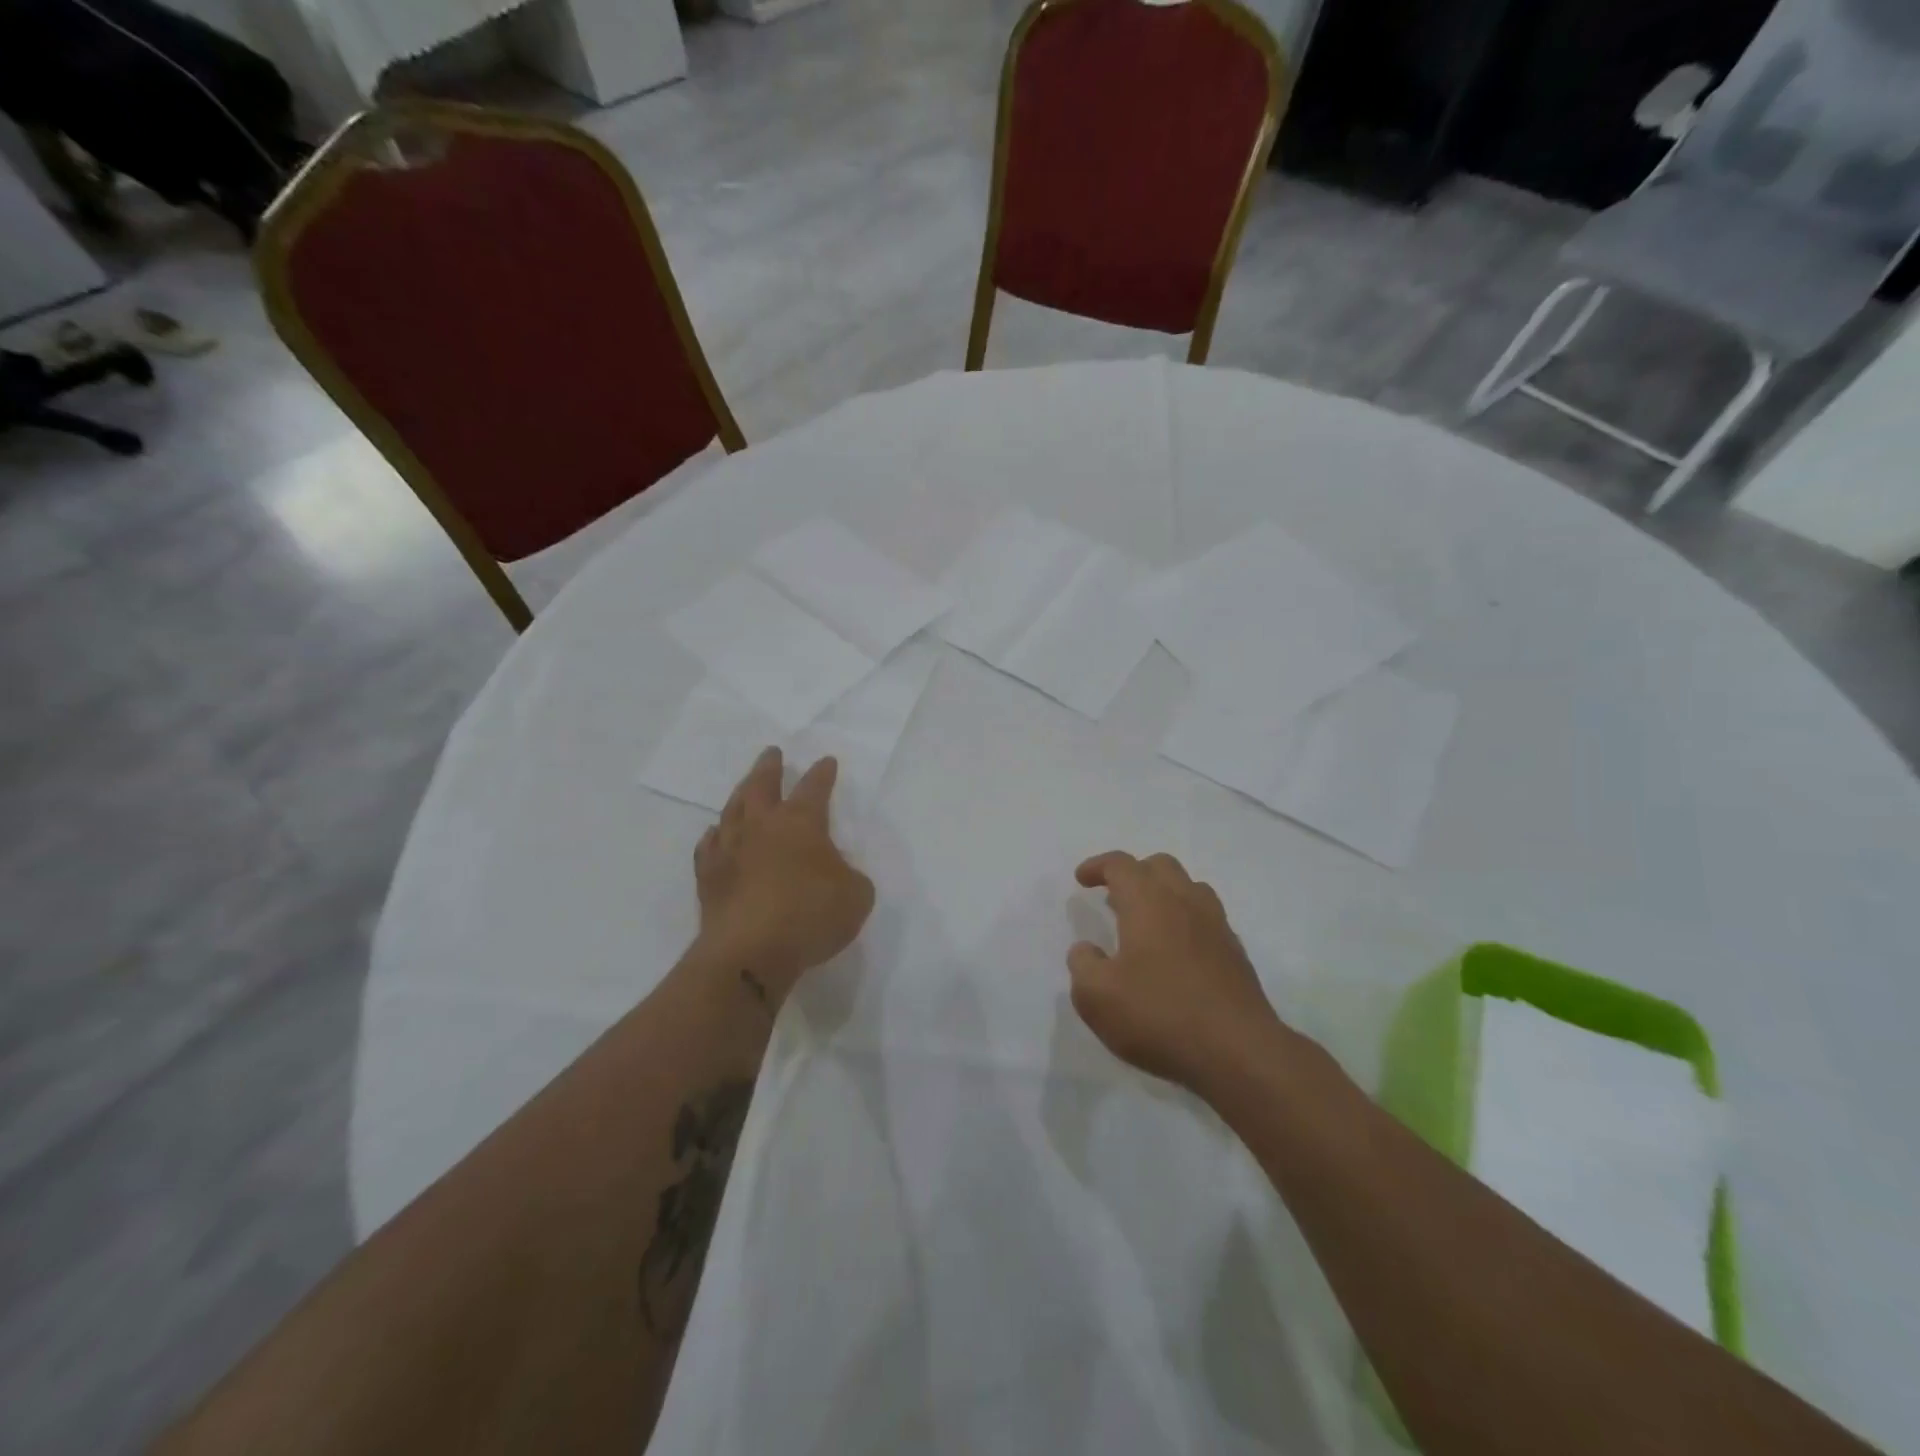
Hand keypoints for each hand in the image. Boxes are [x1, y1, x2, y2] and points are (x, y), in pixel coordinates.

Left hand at [694, 747, 874, 1003]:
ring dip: (740, 794)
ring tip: (744, 787)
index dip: (822, 774)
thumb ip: (850, 878)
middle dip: (770, 767)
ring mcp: (730, 850)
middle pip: (762, 786)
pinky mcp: (708, 877)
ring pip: (732, 810)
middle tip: (772, 753)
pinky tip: (715, 835)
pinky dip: (714, 836)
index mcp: (801, 823)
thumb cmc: (810, 916)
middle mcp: (762, 827)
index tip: (826, 761)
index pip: (814, 788)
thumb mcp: (856, 896)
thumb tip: (836, 874)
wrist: (749, 953)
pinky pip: (709, 846)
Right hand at [1067, 851, 1285, 1096]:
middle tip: (1113, 898)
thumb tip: (1086, 950)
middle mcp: (1185, 902)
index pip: (1121, 865)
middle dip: (1133, 874)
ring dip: (1163, 894)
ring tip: (1145, 921)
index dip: (1098, 866)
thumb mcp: (1096, 997)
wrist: (1239, 1053)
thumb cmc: (1159, 1015)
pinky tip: (1174, 954)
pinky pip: (1206, 919)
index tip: (1082, 879)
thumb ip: (1083, 965)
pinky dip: (1185, 921)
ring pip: (1189, 888)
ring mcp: (1216, 926)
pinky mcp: (1236, 954)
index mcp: (1148, 901)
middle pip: (1160, 866)